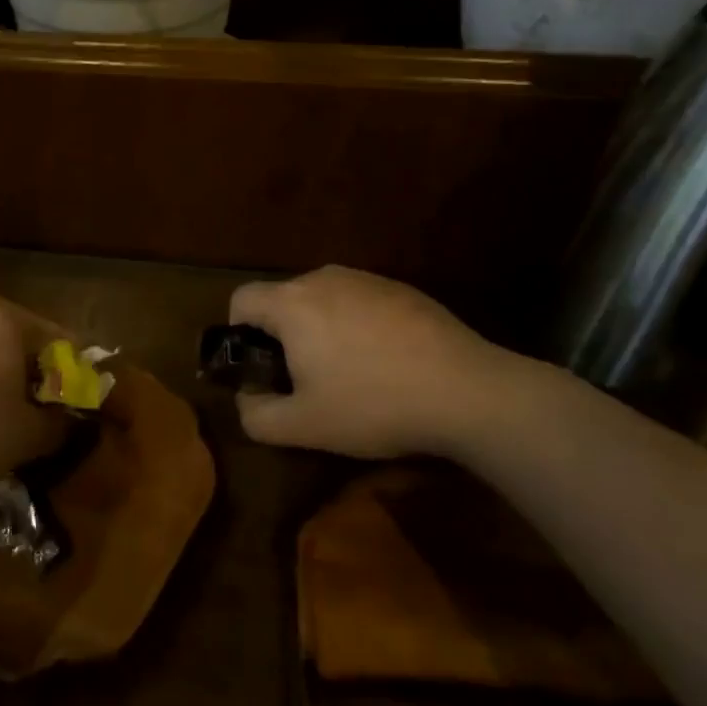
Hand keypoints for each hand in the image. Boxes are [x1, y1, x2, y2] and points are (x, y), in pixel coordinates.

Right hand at [229, 265, 518, 458]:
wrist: (467, 391)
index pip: (241, 299)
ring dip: (321, 329)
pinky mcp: (401, 288)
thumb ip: (257, 415)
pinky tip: (388, 363)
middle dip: (283, 335)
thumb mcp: (305, 427)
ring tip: (351, 373)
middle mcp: (323, 278)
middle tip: (307, 379)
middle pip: (282, 299)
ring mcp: (366, 279)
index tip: (262, 367)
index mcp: (292, 303)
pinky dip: (358, 326)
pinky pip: (360, 302)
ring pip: (323, 299)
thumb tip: (246, 399)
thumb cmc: (373, 404)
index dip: (239, 333)